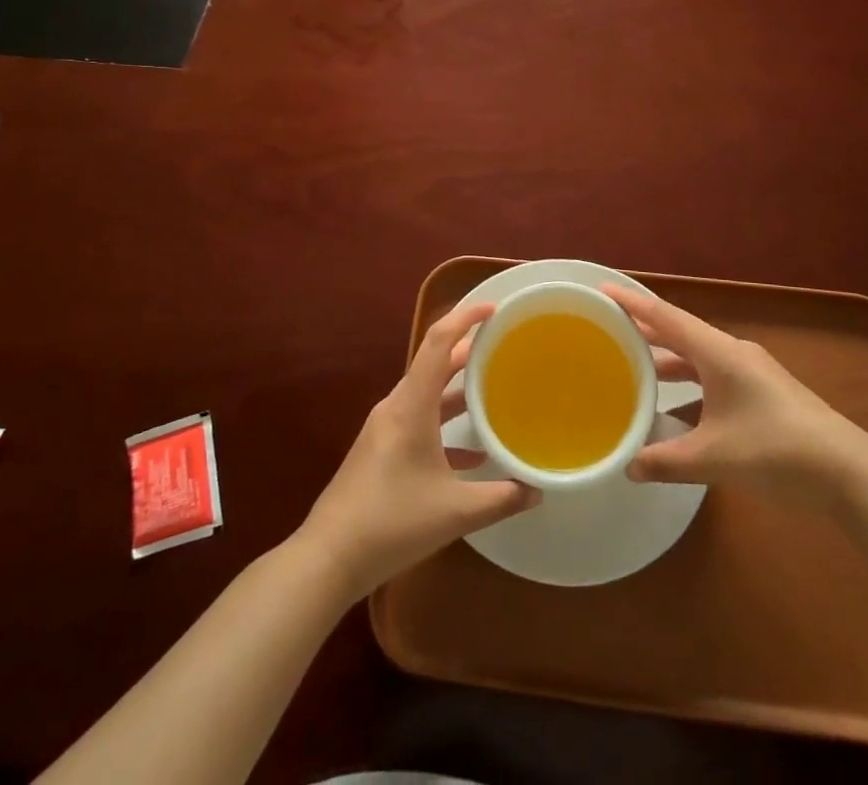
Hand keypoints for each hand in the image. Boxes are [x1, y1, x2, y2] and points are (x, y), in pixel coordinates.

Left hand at [297, 303, 538, 599]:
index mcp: (411, 404)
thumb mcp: (455, 512)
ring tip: (493, 388)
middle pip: (434, 363)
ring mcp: (385, 428)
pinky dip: (445, 424)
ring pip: (427, 393)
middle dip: (468, 351)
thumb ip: (501, 498)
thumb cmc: (392, 522)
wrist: (329, 558)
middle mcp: (396, 406)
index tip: (493, 309)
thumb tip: (538, 490)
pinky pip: (419, 420)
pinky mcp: (381, 450)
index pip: (438, 342)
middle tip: (502, 346)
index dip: (464, 318)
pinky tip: (473, 452)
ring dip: (457, 388)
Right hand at [604, 283, 867, 506]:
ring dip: (669, 361)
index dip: (632, 304)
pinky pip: (714, 376)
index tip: (602, 291)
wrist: (849, 473)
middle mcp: (733, 353)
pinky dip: (690, 384)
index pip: (665, 318)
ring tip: (637, 368)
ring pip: (699, 357)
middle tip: (610, 329)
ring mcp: (752, 373)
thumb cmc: (776, 451)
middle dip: (646, 331)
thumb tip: (628, 467)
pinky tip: (678, 408)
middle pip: (681, 333)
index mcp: (718, 353)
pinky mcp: (764, 394)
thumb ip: (667, 461)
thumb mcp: (714, 458)